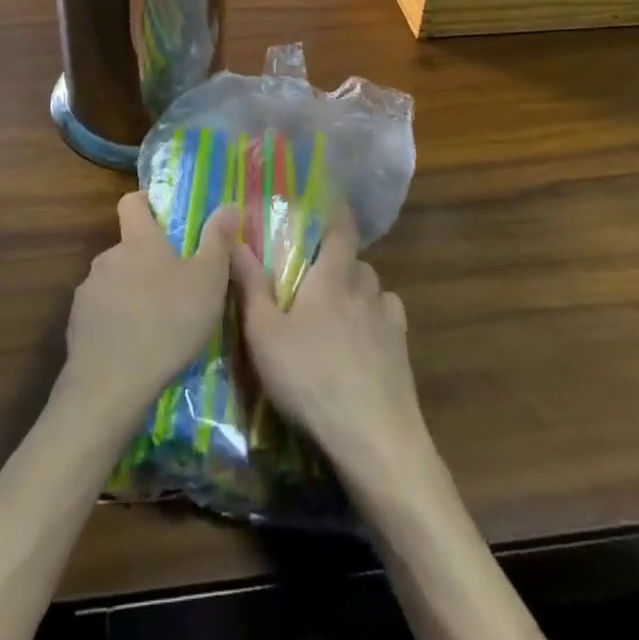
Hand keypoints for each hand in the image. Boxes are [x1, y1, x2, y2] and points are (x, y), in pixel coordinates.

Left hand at [63, 194, 235, 420]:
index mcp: (139, 241)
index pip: (132, 202)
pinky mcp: (77, 322)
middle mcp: (108, 256)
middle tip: (173, 287)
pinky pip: (100, 310)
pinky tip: (131, 345)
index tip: (162, 217)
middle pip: (127, 246)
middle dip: (147, 260)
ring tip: (154, 322)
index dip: (145, 203)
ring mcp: (89, 289)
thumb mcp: (208, 282)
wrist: (111, 384)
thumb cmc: (167, 323)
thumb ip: (217, 241)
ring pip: (114, 279)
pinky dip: (115, 319)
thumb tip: (228, 205)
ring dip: (131, 291)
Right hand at [231, 211, 428, 488]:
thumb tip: (234, 238)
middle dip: (338, 260)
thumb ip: (249, 285)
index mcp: (331, 277)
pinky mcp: (403, 353)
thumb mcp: (264, 334)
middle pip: (356, 261)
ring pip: (374, 290)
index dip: (336, 211)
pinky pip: (389, 320)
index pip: (341, 228)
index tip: (328, 199)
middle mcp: (364, 289)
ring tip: (338, 310)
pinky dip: (376, 320)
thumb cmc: (311, 378)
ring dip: (358, 291)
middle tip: (315, 273)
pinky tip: (363, 341)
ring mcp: (389, 321)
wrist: (375, 440)